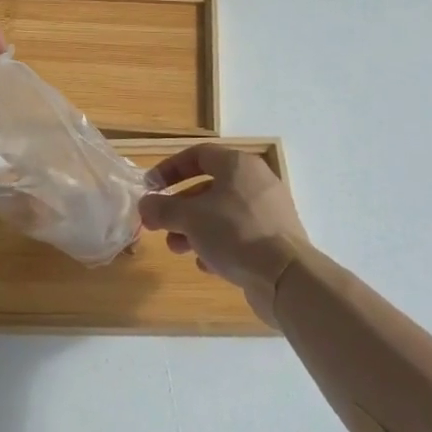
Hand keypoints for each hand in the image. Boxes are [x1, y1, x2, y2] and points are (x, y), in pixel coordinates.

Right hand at [138, 145, 312, 326]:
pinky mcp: (275, 239)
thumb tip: (145, 205)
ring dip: (194, 229)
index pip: (197, 155)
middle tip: (159, 225)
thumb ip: (162, 208)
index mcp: (238, 165)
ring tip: (177, 248)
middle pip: (208, 187)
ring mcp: (269, 211)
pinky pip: (238, 235)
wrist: (286, 276)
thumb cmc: (234, 233)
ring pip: (222, 214)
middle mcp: (256, 182)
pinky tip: (206, 264)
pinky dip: (218, 245)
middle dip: (179, 208)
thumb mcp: (189, 217)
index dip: (169, 169)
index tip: (150, 187)